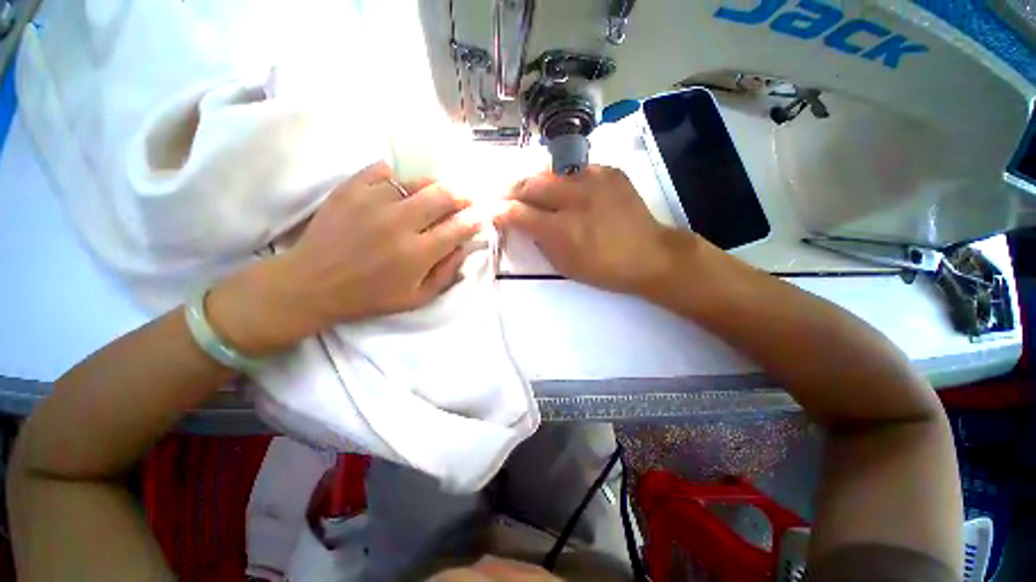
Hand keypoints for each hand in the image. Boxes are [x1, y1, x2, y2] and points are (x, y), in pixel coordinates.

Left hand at [209, 162, 480, 354]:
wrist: (312, 284)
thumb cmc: (369, 296)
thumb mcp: (417, 298)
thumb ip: (447, 274)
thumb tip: (465, 247)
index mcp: (417, 254)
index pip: (459, 228)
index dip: (475, 219)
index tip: (479, 217)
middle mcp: (399, 223)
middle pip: (443, 195)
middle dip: (460, 196)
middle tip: (462, 201)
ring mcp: (373, 201)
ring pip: (417, 181)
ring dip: (433, 188)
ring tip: (433, 197)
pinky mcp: (350, 188)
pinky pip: (385, 170)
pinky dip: (398, 178)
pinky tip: (399, 190)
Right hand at [496, 165, 685, 294]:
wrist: (649, 254)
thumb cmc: (603, 268)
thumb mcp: (564, 265)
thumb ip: (539, 241)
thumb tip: (523, 222)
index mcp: (562, 230)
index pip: (519, 213)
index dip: (500, 211)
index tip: (492, 211)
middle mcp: (575, 198)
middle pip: (531, 183)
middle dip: (513, 190)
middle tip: (507, 197)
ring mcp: (594, 179)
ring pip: (550, 171)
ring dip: (535, 181)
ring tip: (531, 190)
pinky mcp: (610, 171)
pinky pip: (575, 168)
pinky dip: (562, 177)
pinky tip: (563, 188)